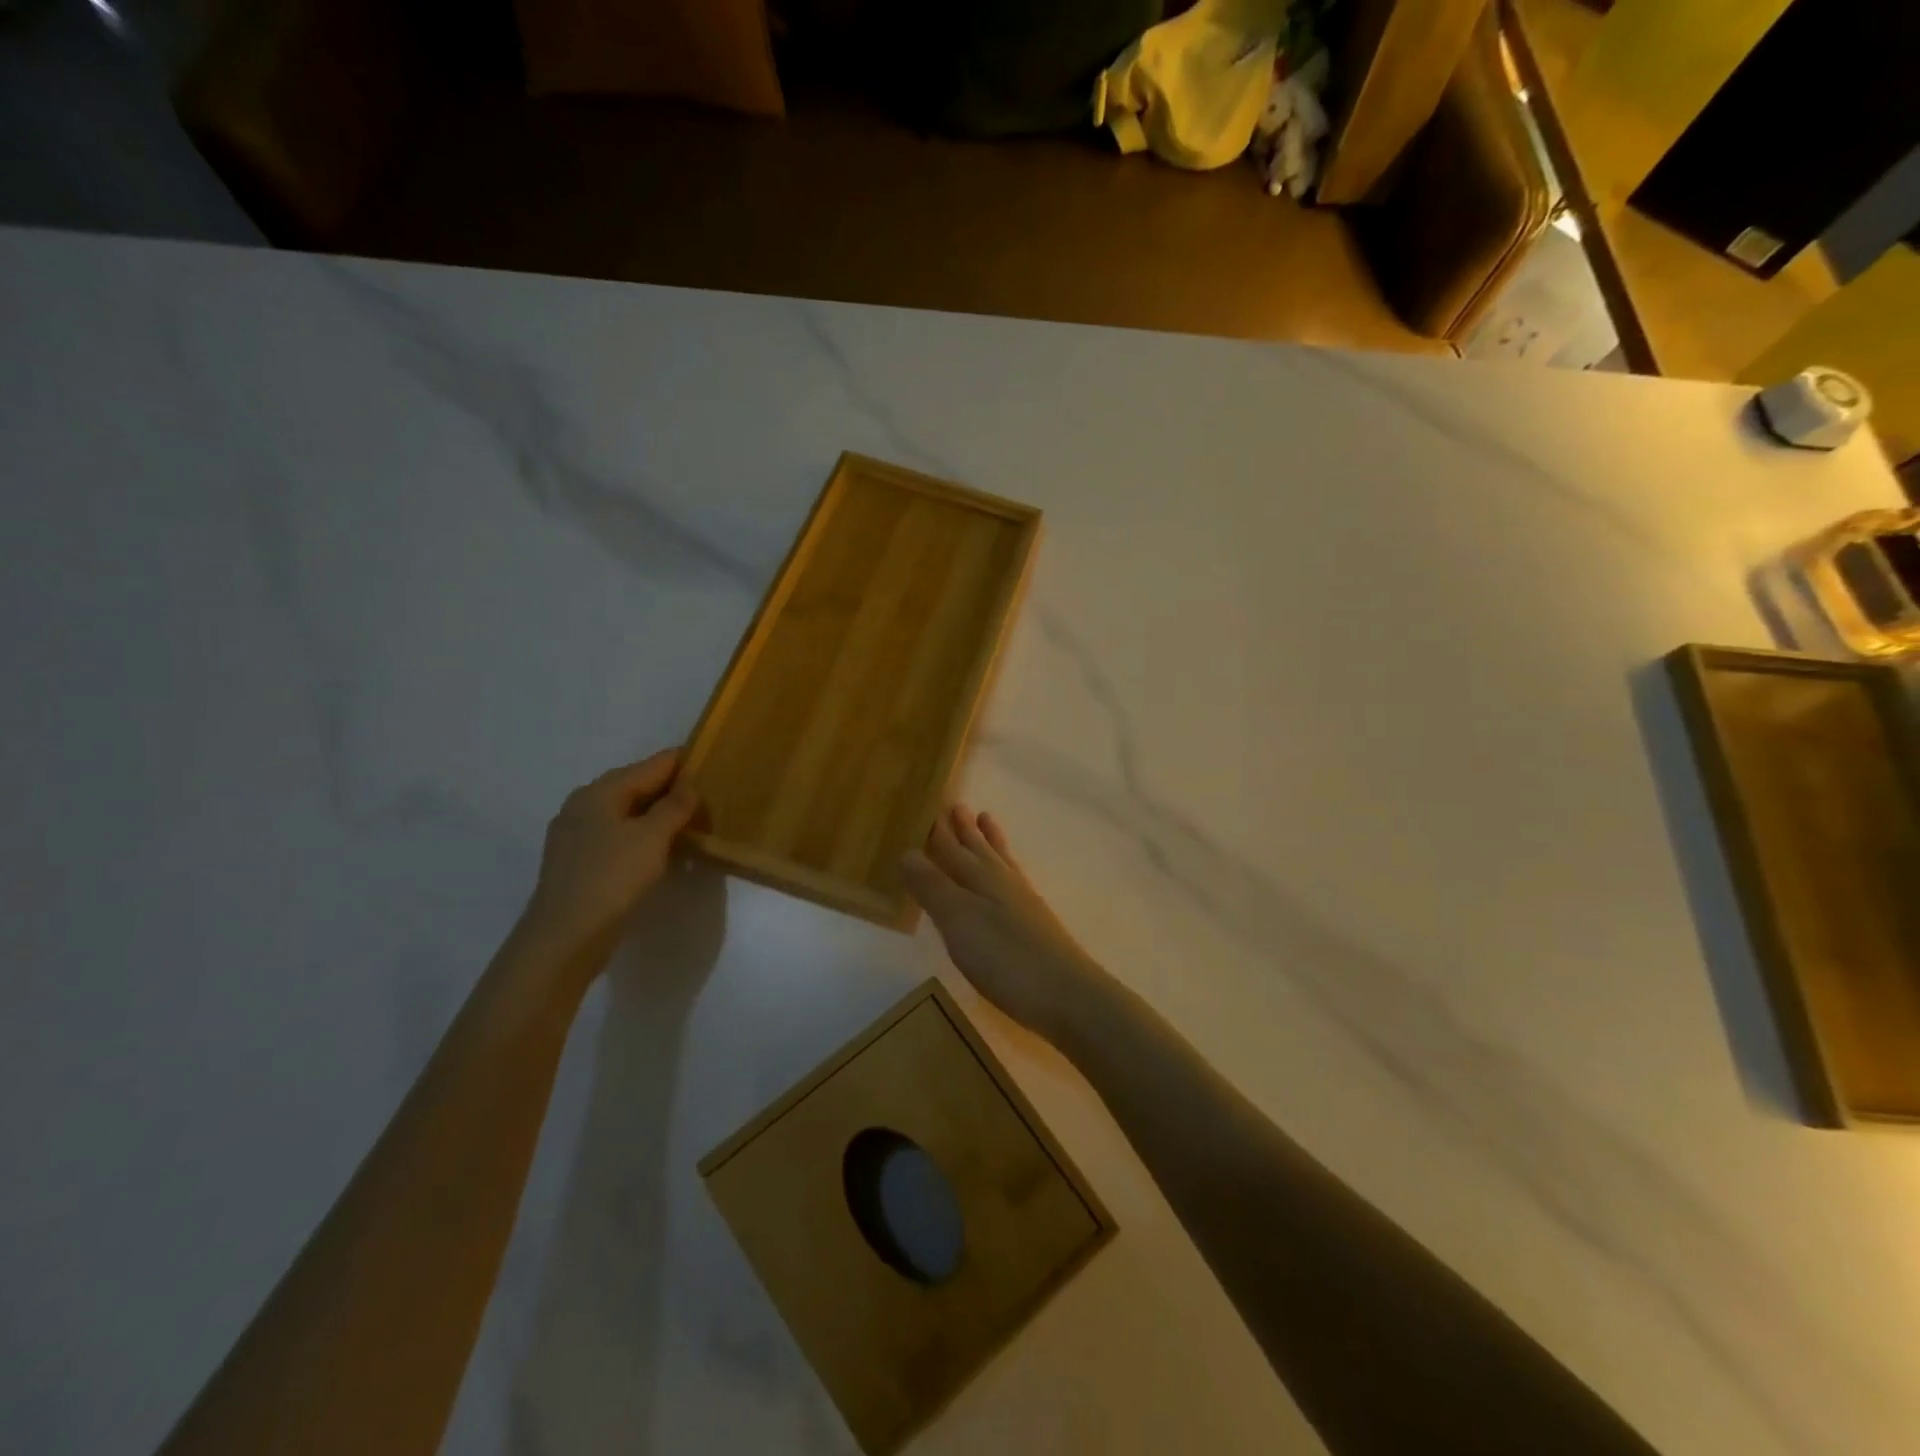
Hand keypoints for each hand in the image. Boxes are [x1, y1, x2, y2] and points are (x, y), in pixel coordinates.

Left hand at [516, 750, 701, 968]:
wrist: (566, 935)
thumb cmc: (612, 877)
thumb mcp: (653, 837)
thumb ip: (674, 806)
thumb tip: (689, 785)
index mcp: (601, 790)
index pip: (651, 765)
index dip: (683, 763)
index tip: (713, 766)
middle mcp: (583, 804)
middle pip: (635, 785)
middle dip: (670, 789)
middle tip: (706, 798)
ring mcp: (576, 833)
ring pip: (625, 812)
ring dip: (656, 814)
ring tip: (688, 823)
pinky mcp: (577, 860)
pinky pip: (616, 835)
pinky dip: (640, 835)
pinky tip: (657, 849)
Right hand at [902, 805, 1105, 1040]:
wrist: (1066, 995)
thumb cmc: (1005, 956)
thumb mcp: (958, 920)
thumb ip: (933, 886)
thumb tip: (908, 850)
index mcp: (979, 876)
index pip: (952, 846)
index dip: (939, 830)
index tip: (930, 806)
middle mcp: (1001, 881)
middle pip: (978, 848)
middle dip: (965, 829)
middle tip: (957, 805)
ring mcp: (1022, 902)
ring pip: (999, 860)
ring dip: (988, 841)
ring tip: (985, 819)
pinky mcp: (1034, 924)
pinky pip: (1011, 880)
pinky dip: (1004, 867)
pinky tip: (1006, 877)